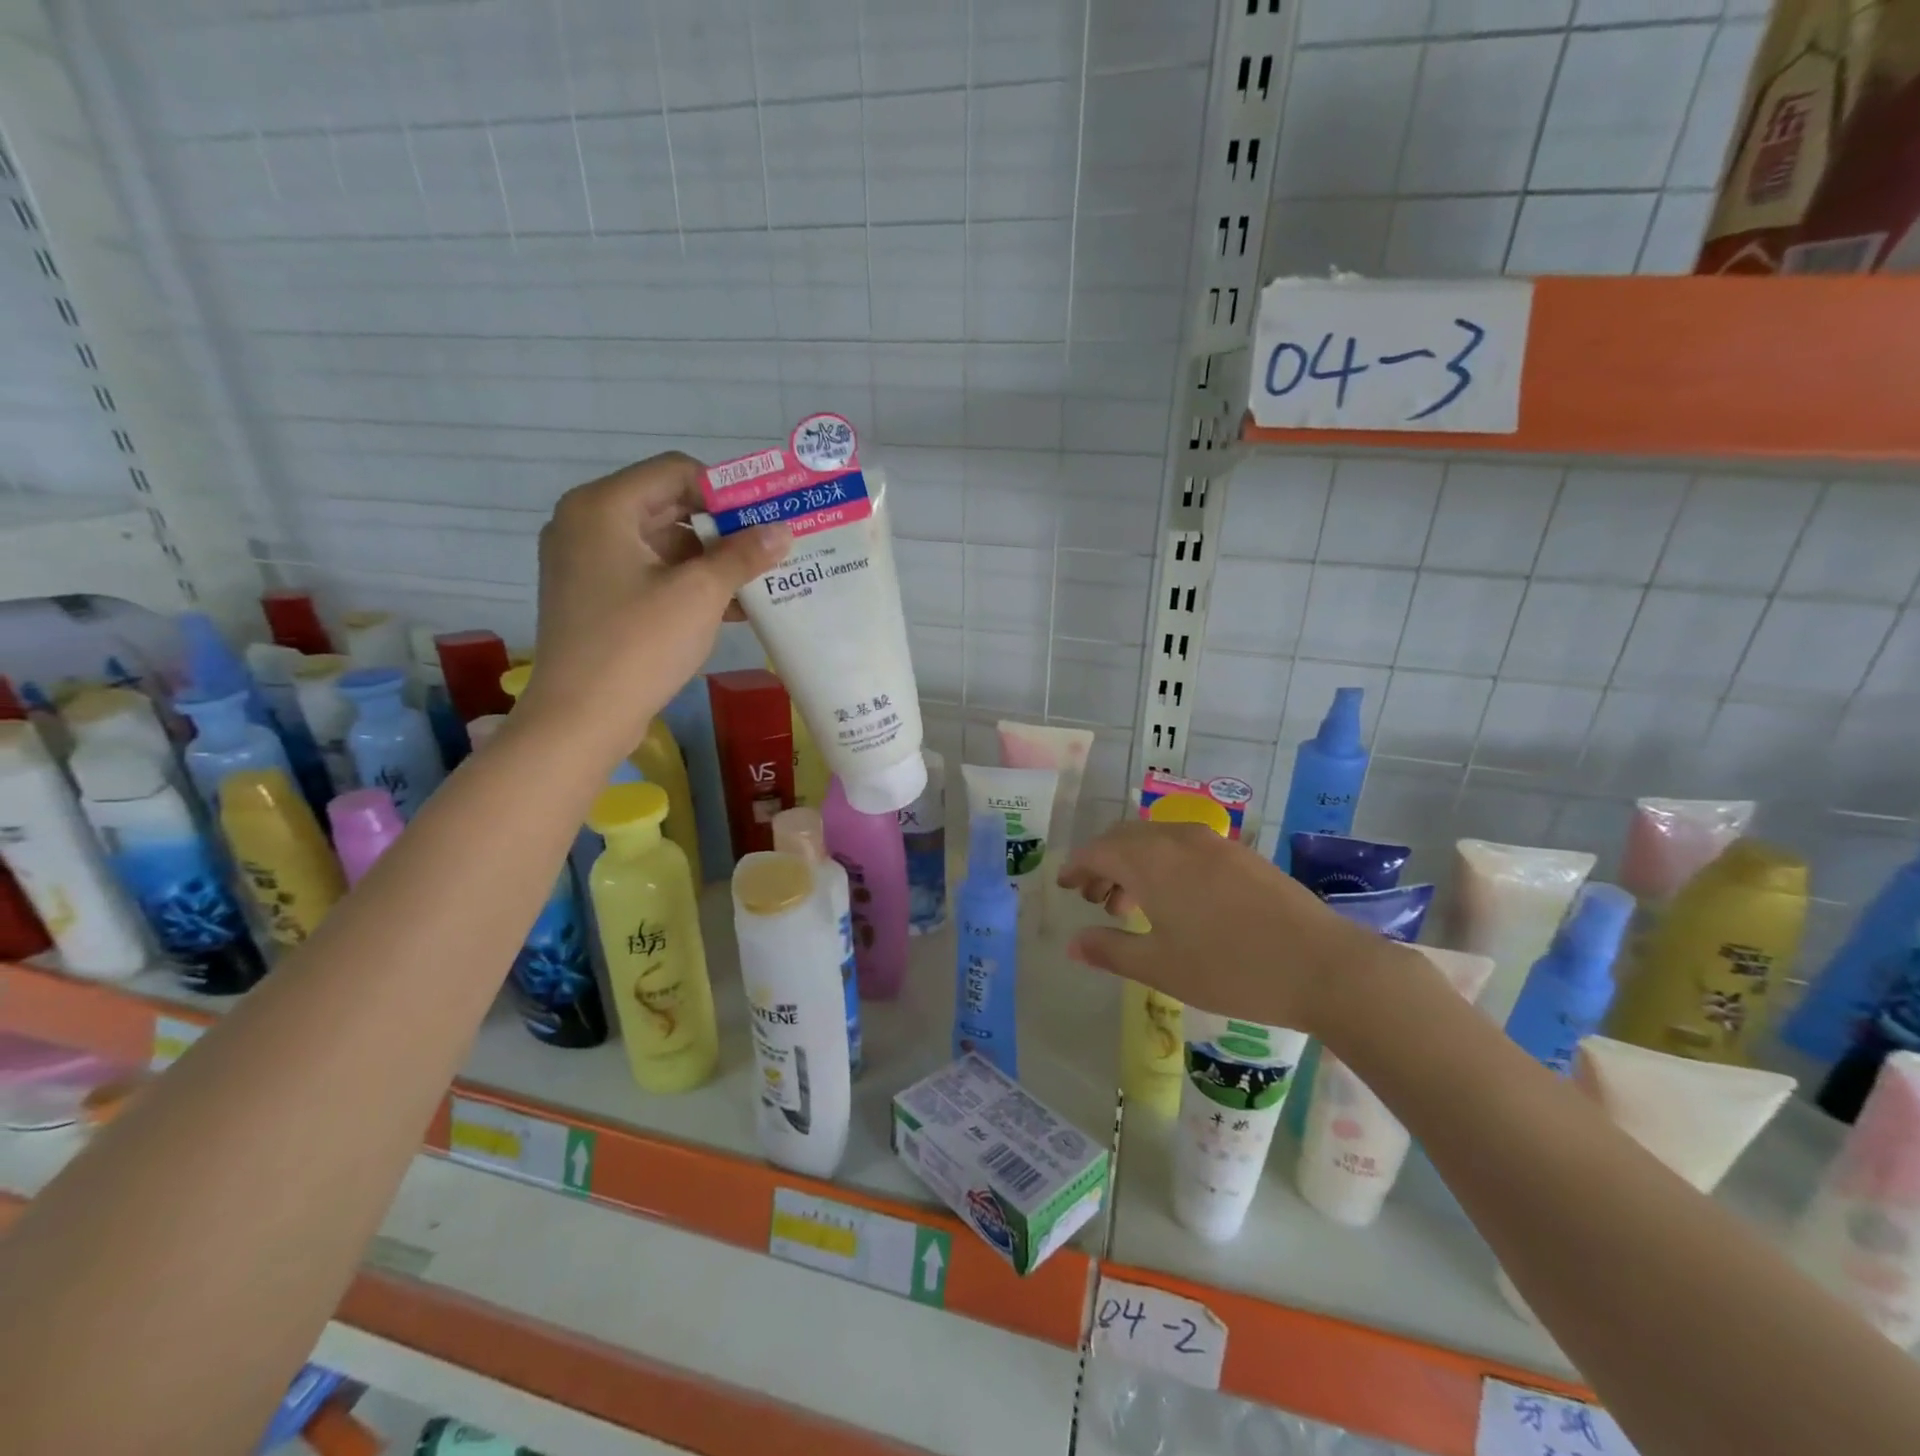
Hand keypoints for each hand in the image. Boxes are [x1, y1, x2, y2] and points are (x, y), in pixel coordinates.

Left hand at [517, 453, 787, 759]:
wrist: (581, 717)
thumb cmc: (639, 644)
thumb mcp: (700, 594)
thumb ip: (743, 555)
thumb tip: (782, 530)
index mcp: (603, 506)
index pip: (676, 471)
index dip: (727, 491)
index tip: (766, 518)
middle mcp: (587, 523)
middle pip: (668, 506)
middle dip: (722, 529)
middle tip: (770, 548)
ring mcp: (586, 562)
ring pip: (661, 544)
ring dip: (711, 561)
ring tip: (759, 582)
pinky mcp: (593, 596)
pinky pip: (648, 574)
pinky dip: (686, 584)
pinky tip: (731, 608)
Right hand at [1057, 820, 1385, 1032]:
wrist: (1324, 966)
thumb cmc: (1231, 969)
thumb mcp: (1161, 967)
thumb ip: (1110, 951)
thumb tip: (1071, 944)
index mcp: (1151, 861)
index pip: (1098, 850)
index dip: (1076, 867)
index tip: (1064, 887)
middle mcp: (1178, 839)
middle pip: (1124, 838)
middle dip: (1102, 863)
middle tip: (1093, 898)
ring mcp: (1213, 843)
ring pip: (1156, 840)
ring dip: (1134, 863)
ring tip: (1130, 905)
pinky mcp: (1241, 854)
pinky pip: (1185, 846)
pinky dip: (1164, 863)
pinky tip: (1175, 901)